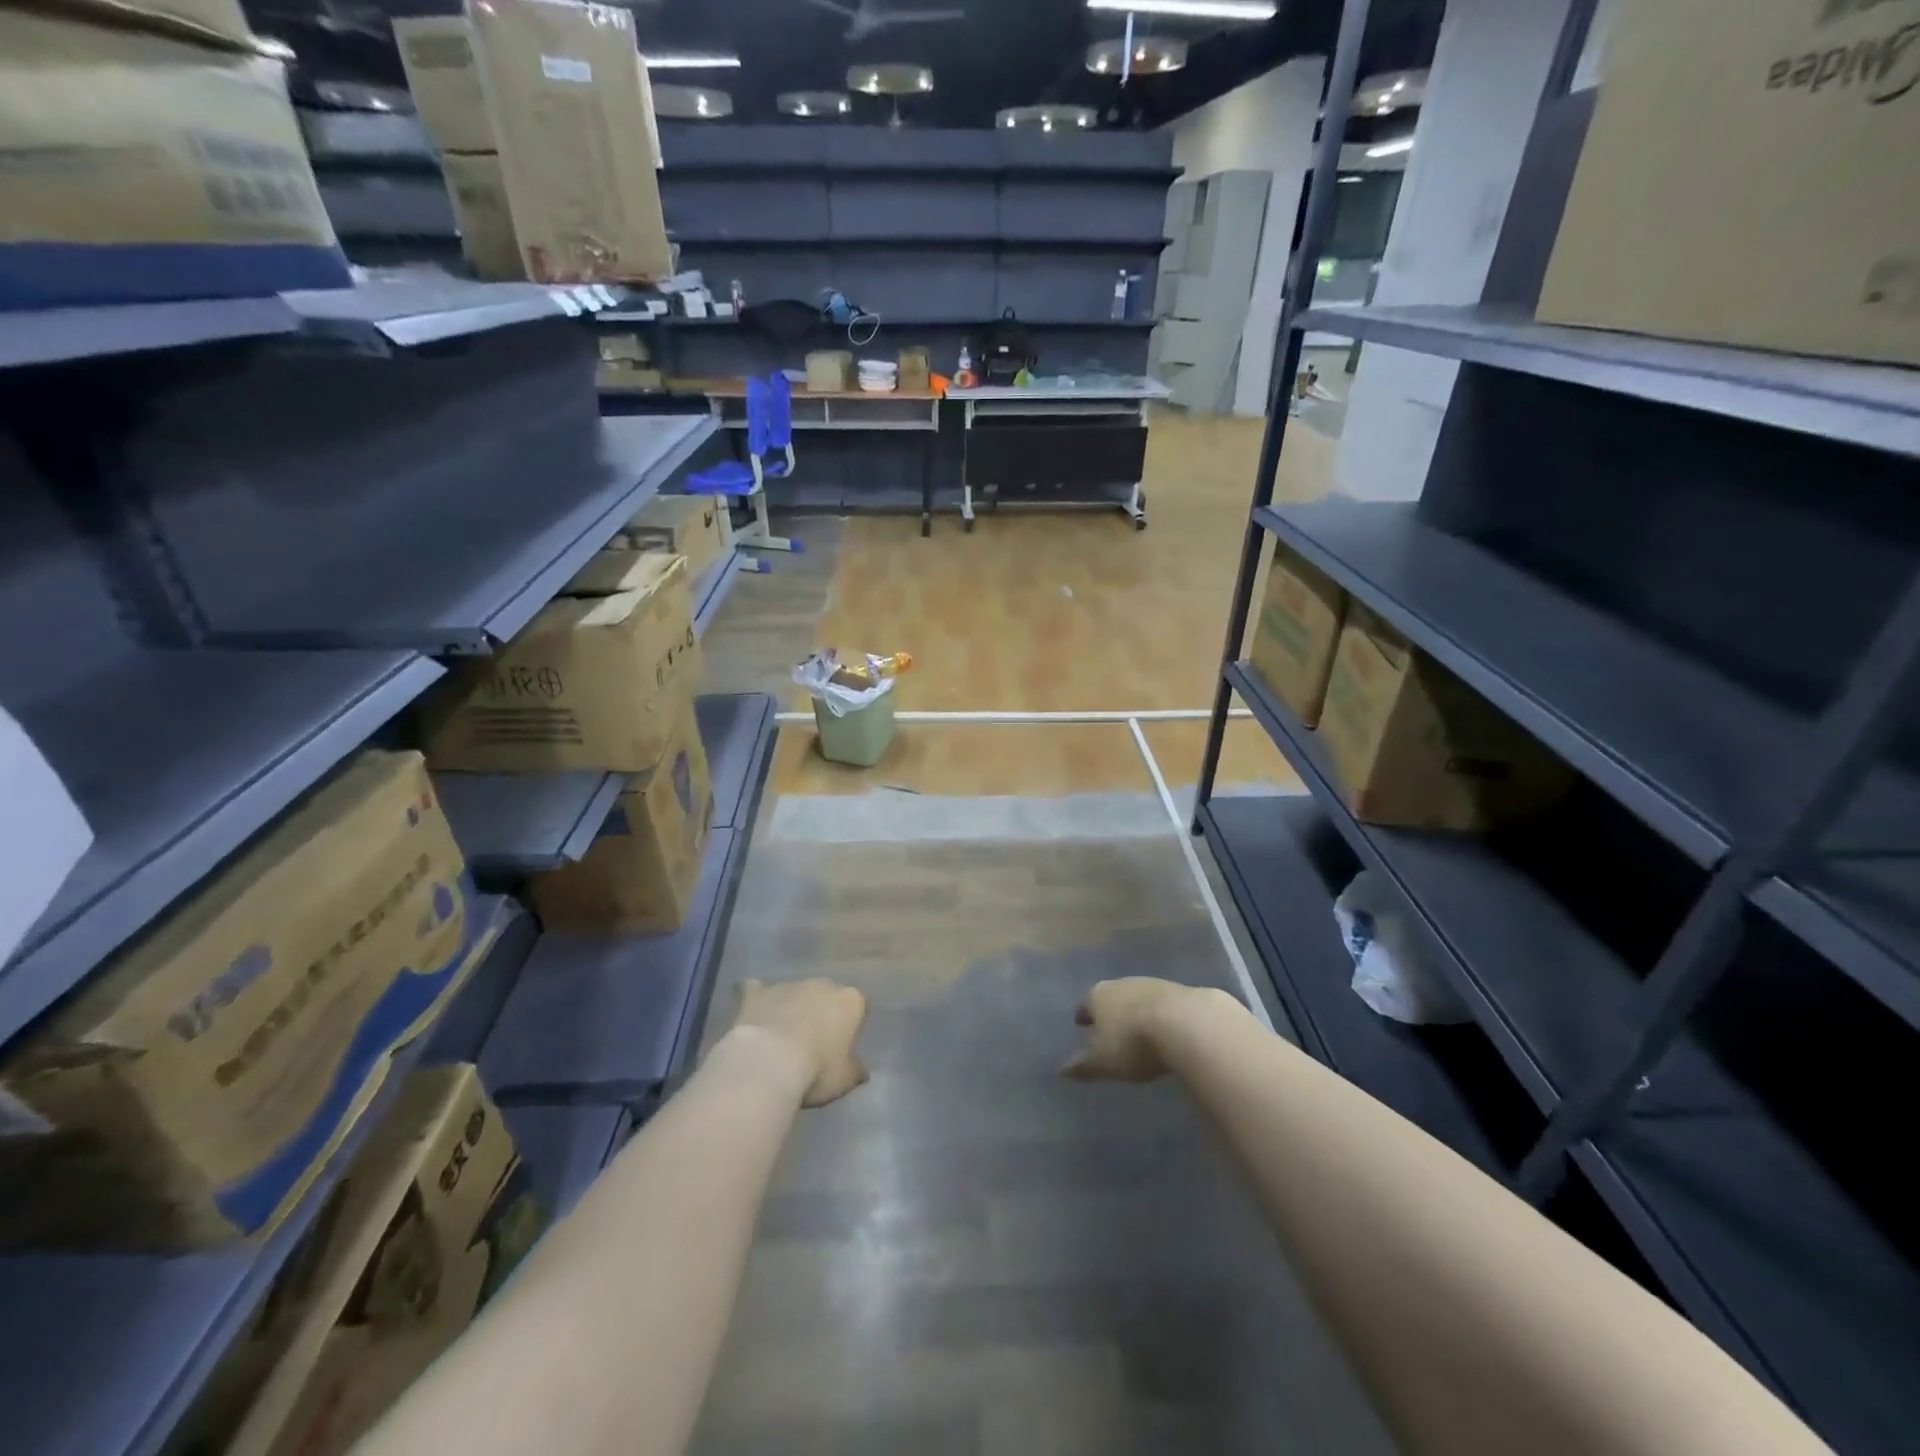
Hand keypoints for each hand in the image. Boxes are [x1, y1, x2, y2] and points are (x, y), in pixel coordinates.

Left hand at [730, 978, 869, 1106]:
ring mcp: (787, 985)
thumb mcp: (846, 1079)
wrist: (768, 1063)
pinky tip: (753, 1013)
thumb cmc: (817, 1070)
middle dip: (819, 1012)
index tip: (841, 1048)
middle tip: (811, 1044)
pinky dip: (756, 999)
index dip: (850, 1026)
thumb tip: (860, 1069)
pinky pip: (756, 990)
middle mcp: (822, 984)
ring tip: (779, 1040)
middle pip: (825, 995)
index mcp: (850, 1001)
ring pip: (793, 993)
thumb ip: (855, 1069)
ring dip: (790, 1008)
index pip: (858, 1006)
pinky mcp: (756, 992)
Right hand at [1062, 977, 1215, 1082]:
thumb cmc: (1132, 1043)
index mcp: (1097, 996)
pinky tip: (1166, 1029)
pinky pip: (1163, 1005)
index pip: (1085, 1006)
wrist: (1185, 1023)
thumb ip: (1082, 1066)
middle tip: (1110, 1028)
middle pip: (1111, 997)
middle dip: (1110, 1011)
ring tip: (1139, 1030)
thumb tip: (1061, 1070)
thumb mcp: (1103, 1062)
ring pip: (1137, 998)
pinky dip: (1161, 1015)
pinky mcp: (1179, 991)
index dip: (1083, 1017)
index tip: (1081, 1025)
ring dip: (1137, 1012)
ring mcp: (1151, 984)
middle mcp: (1121, 984)